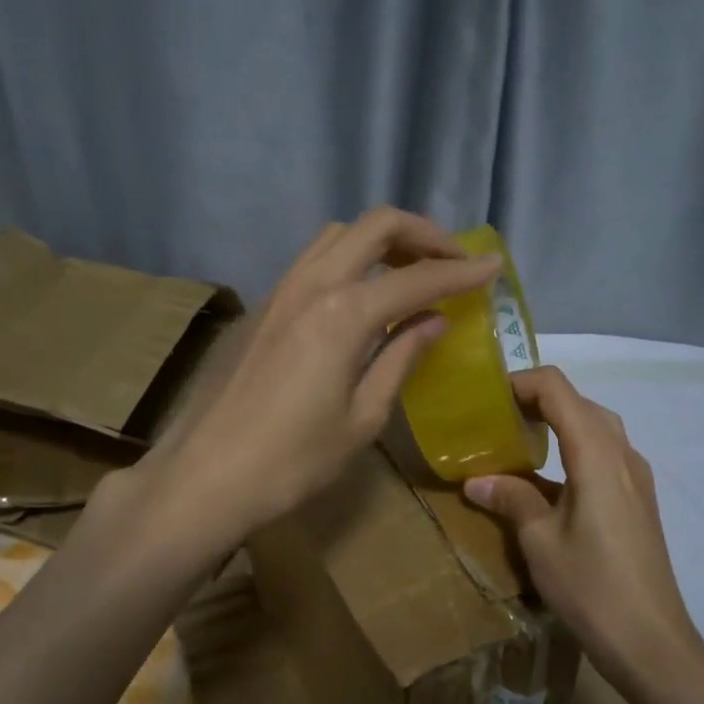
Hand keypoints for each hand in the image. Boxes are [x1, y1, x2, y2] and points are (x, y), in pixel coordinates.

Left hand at [144, 207, 501, 541]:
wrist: (208, 476)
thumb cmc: (293, 461)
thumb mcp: (362, 418)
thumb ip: (400, 358)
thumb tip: (433, 321)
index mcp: (343, 313)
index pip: (416, 277)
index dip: (461, 271)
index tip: (495, 266)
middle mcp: (312, 285)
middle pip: (374, 226)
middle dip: (423, 234)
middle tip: (454, 261)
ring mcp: (281, 290)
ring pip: (339, 235)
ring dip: (383, 240)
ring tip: (412, 270)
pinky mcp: (264, 306)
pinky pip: (314, 259)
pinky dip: (350, 258)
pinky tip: (364, 293)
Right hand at [464, 366, 703, 693]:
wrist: (652, 642)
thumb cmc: (591, 587)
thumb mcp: (539, 541)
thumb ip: (511, 499)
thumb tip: (476, 480)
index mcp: (597, 454)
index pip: (558, 389)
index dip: (520, 383)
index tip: (487, 400)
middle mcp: (623, 454)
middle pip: (579, 402)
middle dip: (536, 400)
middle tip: (496, 421)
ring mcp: (637, 477)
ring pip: (595, 425)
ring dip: (557, 422)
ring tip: (517, 443)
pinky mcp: (640, 499)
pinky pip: (605, 453)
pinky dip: (573, 447)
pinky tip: (548, 479)